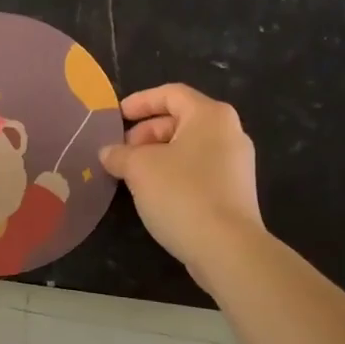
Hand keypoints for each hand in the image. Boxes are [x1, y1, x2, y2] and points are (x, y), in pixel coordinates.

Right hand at [100, 84, 263, 270]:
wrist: (228, 249)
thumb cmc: (182, 194)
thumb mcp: (139, 168)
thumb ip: (120, 154)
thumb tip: (108, 153)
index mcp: (210, 115)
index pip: (171, 93)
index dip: (140, 102)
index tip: (116, 117)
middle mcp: (229, 133)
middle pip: (180, 120)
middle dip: (145, 133)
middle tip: (121, 152)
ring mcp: (236, 164)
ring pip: (188, 148)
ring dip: (157, 156)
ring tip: (131, 174)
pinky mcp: (235, 192)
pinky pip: (198, 170)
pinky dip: (173, 173)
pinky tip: (153, 194)